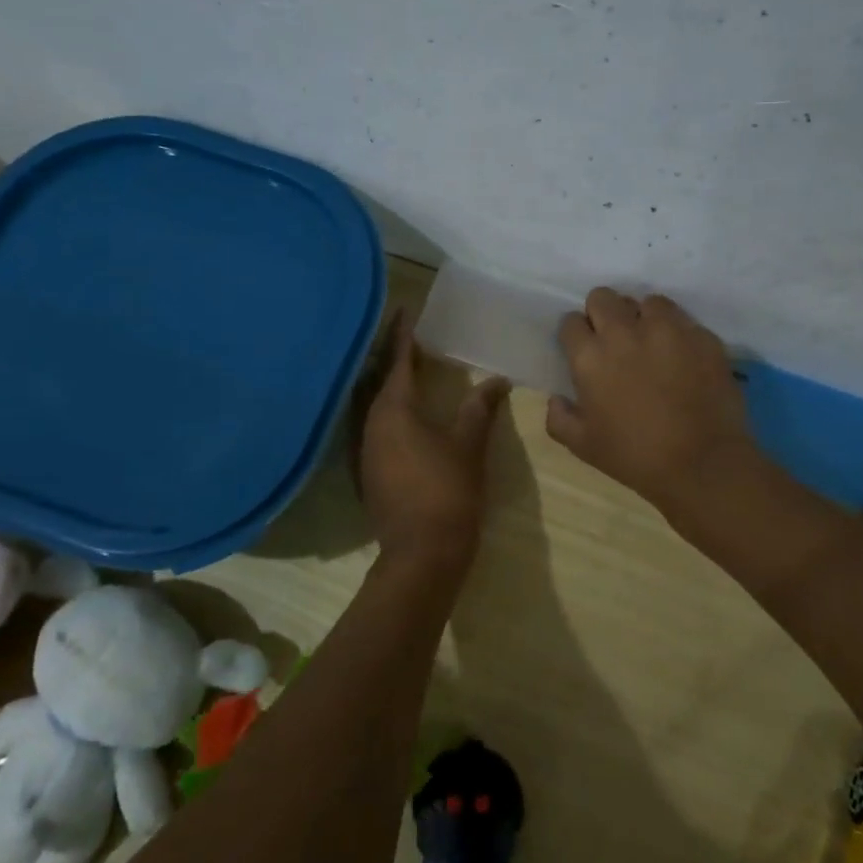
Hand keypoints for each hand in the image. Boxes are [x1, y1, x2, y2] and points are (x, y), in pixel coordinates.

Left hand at [357, 311, 510, 571]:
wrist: (422, 554)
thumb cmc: (447, 491)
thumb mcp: (469, 444)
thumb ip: (480, 407)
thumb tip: (497, 380)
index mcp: (393, 410)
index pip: (397, 360)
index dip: (404, 334)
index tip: (406, 309)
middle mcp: (370, 424)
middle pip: (378, 378)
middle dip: (393, 355)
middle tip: (411, 334)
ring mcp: (365, 450)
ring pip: (374, 403)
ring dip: (390, 382)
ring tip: (411, 367)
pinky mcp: (369, 470)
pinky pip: (377, 425)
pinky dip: (390, 408)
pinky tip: (408, 412)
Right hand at [547, 287, 755, 513]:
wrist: (702, 464)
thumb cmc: (635, 457)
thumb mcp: (583, 447)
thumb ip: (559, 419)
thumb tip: (557, 399)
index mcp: (590, 357)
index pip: (571, 322)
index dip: (576, 334)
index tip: (584, 348)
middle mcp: (625, 332)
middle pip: (603, 297)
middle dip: (603, 313)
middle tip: (614, 339)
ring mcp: (667, 329)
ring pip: (646, 301)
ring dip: (643, 317)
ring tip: (651, 341)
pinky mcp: (701, 335)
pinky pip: (682, 319)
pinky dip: (676, 331)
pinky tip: (681, 355)